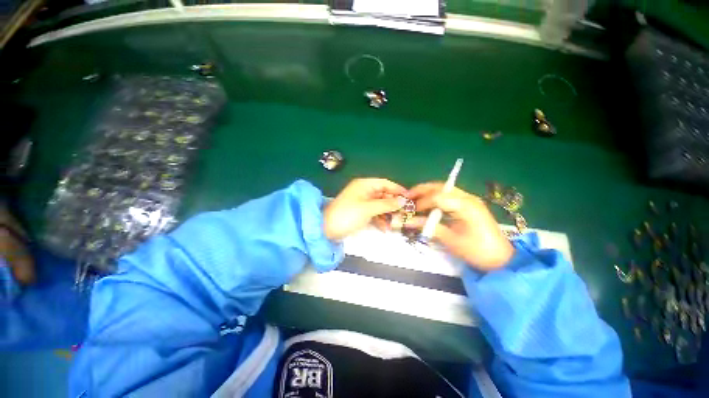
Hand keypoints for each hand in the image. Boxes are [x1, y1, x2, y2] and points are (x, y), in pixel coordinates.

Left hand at [324, 178, 407, 240]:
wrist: (327, 229)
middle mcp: (364, 191)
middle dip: (394, 204)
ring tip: (397, 223)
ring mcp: (362, 202)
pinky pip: (374, 213)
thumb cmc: (348, 215)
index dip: (397, 189)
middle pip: (383, 194)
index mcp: (364, 185)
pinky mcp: (361, 212)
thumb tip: (403, 200)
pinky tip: (385, 228)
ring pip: (380, 205)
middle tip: (405, 213)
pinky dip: (380, 219)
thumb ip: (386, 204)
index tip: (409, 197)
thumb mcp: (368, 209)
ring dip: (388, 213)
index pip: (385, 183)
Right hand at [408, 182, 513, 269]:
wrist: (502, 259)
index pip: (438, 197)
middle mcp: (468, 197)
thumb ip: (429, 227)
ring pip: (444, 188)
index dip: (421, 202)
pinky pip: (448, 195)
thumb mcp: (451, 240)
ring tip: (414, 197)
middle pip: (440, 187)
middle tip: (407, 195)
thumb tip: (408, 221)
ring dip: (427, 191)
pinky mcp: (469, 204)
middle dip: (422, 190)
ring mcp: (469, 199)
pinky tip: (427, 202)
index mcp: (466, 206)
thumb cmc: (477, 251)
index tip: (410, 211)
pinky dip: (435, 197)